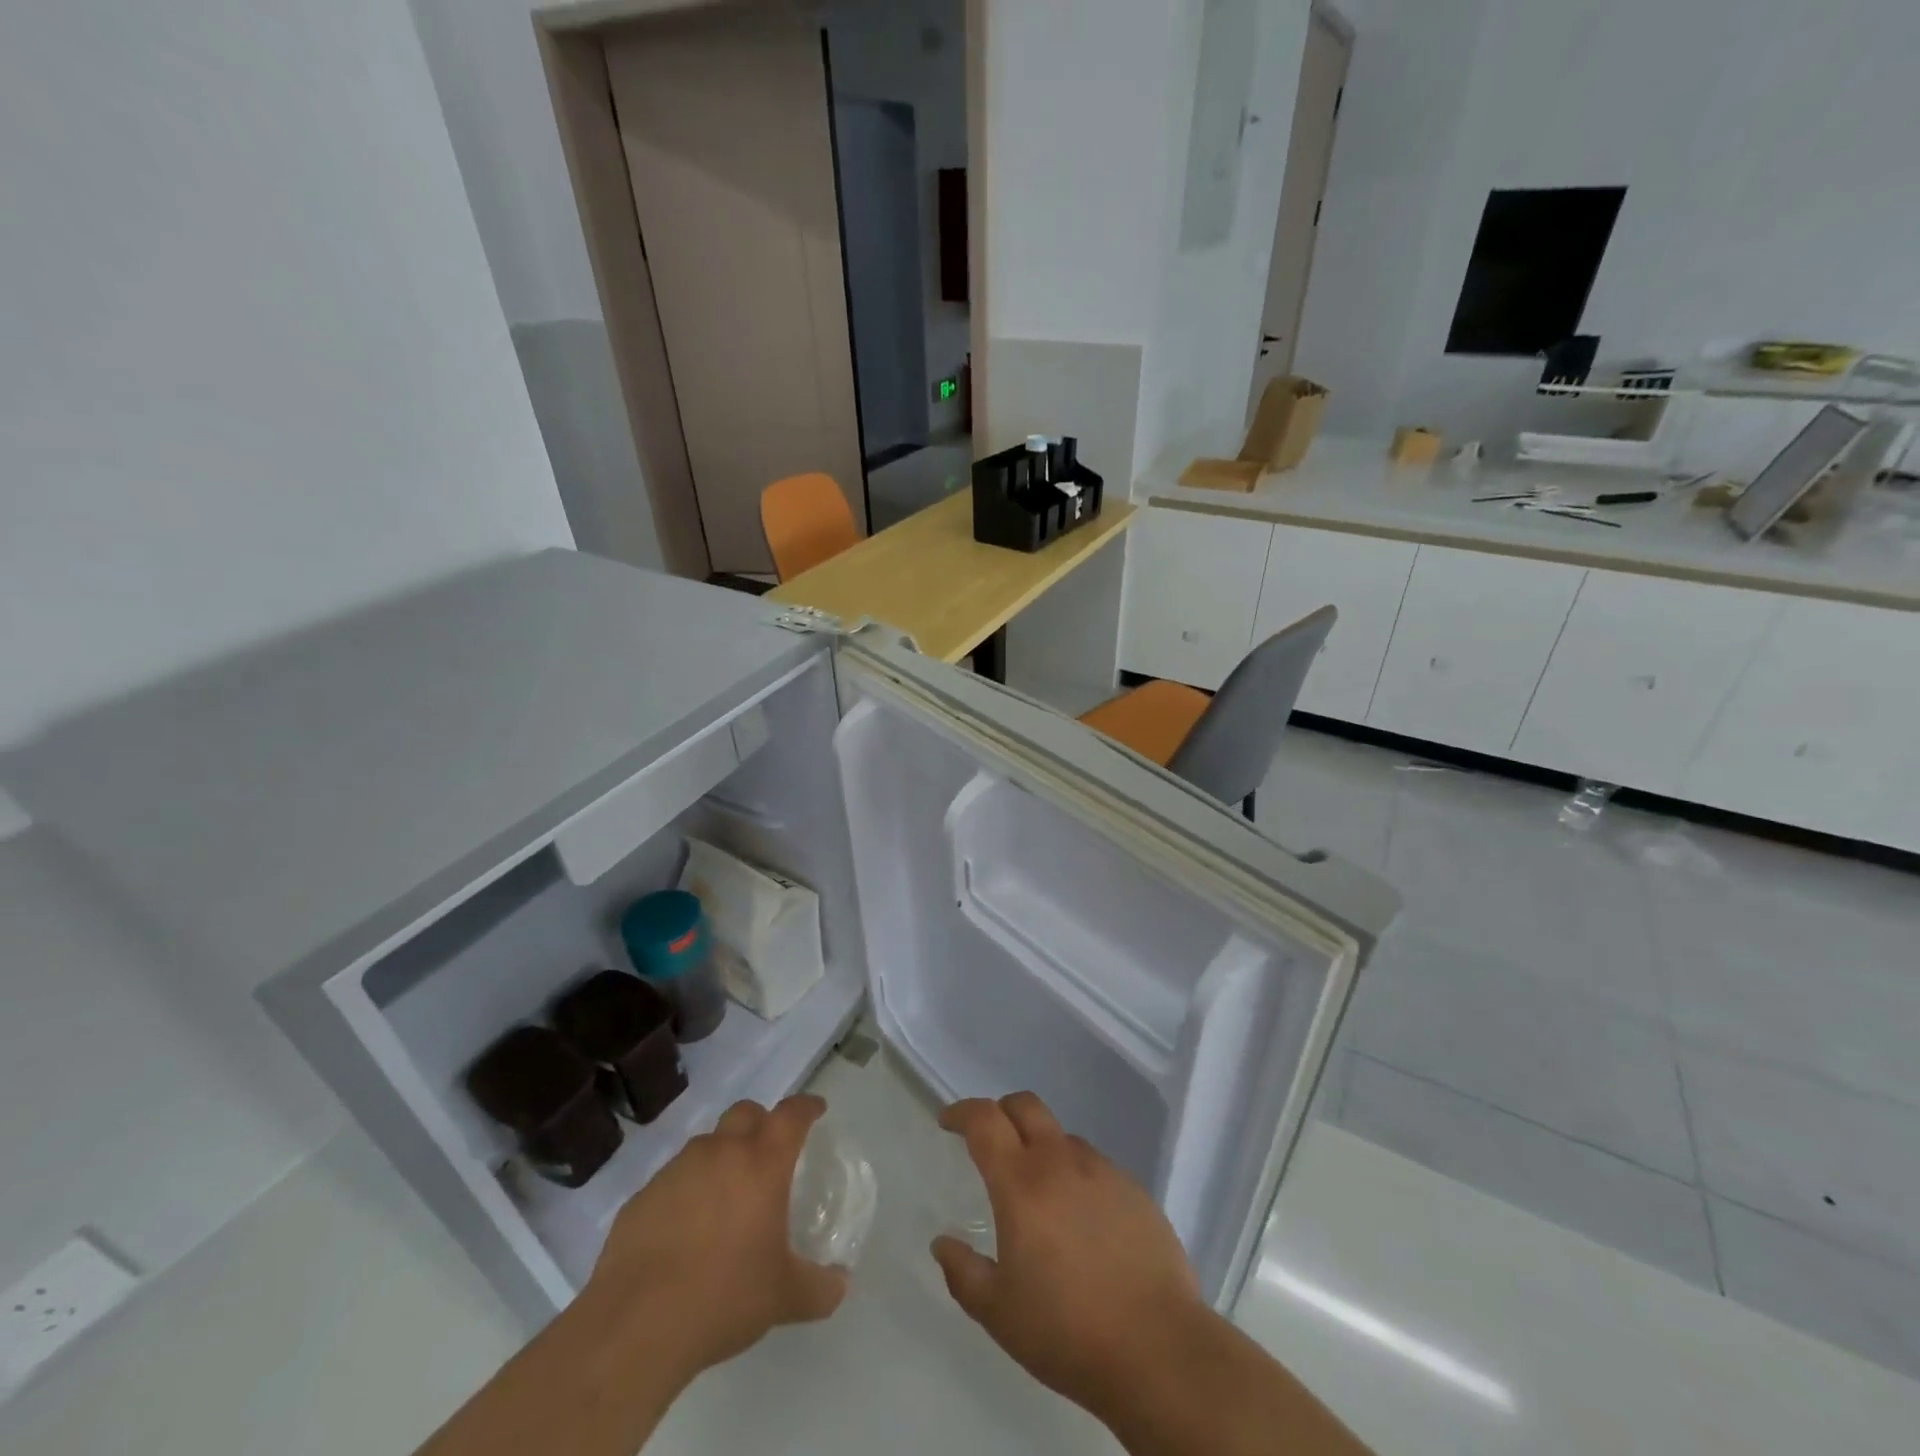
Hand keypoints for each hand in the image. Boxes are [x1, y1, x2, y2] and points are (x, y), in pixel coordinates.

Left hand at [586, 1095, 848, 1381]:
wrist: (636, 1326)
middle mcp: (721, 1152)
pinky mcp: (642, 1196)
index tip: (816, 1110)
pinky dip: (686, 1191)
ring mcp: (677, 1170)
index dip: (806, 1107)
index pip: (791, 1114)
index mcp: (762, 1163)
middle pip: (746, 1112)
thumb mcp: (784, 1298)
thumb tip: (841, 1283)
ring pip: (707, 1144)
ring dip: (721, 1157)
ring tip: (725, 1198)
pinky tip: (685, 1231)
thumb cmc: (724, 1298)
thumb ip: (819, 1287)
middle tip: (768, 1153)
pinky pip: (673, 1179)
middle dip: (761, 1122)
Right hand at [929, 1093, 1208, 1419]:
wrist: (1158, 1349)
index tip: (948, 1122)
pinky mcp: (1134, 1188)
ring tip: (1040, 1194)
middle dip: (1001, 1111)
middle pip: (1025, 1105)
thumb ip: (963, 1272)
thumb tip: (943, 1243)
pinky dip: (1076, 1176)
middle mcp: (1060, 1161)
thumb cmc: (1067, 1331)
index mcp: (1021, 1183)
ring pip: (1062, 1137)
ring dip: (1042, 1148)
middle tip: (990, 1140)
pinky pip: (1095, 1166)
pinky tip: (1082, 1221)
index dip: (962, 1112)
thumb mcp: (999, 1313)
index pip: (985, 1120)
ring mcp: (1102, 1171)